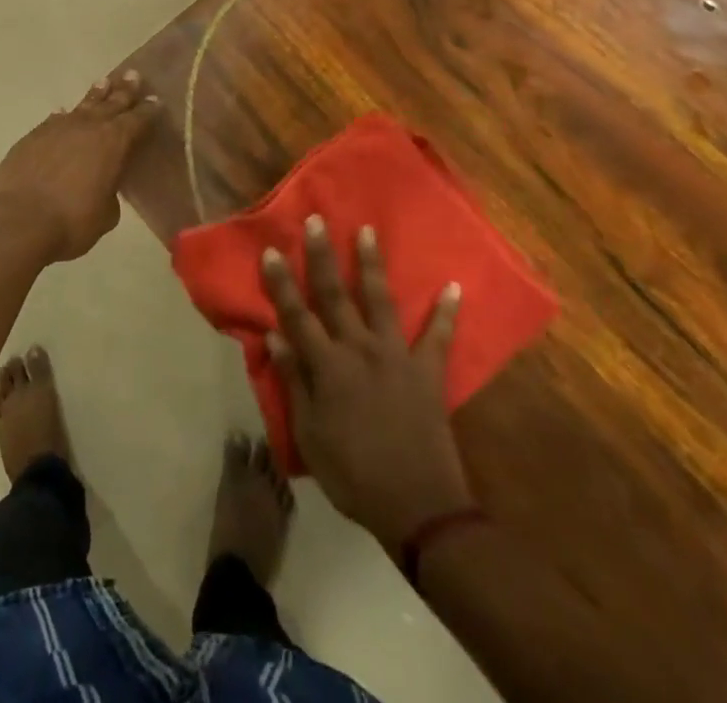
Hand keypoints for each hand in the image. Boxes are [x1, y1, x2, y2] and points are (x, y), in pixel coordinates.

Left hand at [0, 71, 159, 262]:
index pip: (138, 120)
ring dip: (96, 95)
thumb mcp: (106, 214)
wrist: (18, 221)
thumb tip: (103, 183)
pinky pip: (56, 120)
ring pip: (83, 105)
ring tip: (104, 82)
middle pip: (112, 102)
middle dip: (124, 90)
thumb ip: (110, 191)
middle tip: (133, 75)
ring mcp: (58, 128)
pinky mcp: (33, 136)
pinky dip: (65, 116)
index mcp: (114, 142)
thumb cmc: (71, 222)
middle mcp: (88, 127)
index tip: (155, 99)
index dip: (148, 110)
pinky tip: (65, 113)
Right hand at [263, 216, 472, 551]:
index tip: (271, 250)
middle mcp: (359, 349)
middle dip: (322, 255)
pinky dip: (447, 312)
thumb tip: (274, 337)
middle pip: (334, 294)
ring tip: (367, 231)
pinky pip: (440, 337)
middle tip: (317, 220)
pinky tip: (455, 286)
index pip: (296, 315)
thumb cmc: (353, 475)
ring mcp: (397, 356)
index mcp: (327, 366)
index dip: (281, 283)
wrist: (419, 508)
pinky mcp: (428, 372)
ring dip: (372, 264)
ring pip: (380, 300)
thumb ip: (294, 382)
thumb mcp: (309, 435)